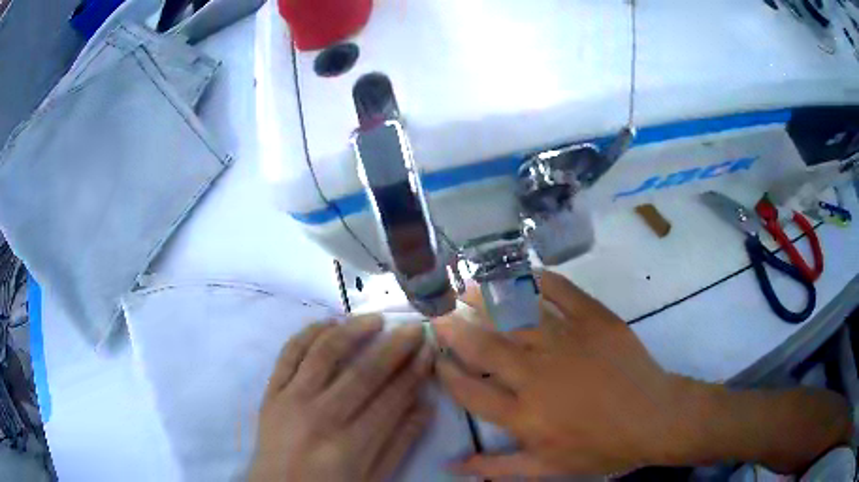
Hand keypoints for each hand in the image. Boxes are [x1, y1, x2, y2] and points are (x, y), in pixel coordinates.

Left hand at [249, 317, 433, 481]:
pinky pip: (289, 354)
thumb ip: (399, 443)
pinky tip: (328, 322)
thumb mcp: (372, 477)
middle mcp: (319, 417)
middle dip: (393, 347)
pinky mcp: (270, 392)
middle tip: (412, 328)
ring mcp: (290, 400)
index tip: (428, 350)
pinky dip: (308, 333)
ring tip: (375, 319)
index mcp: (349, 445)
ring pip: (324, 353)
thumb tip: (425, 405)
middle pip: (362, 373)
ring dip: (352, 331)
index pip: (390, 398)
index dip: (413, 372)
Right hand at [433, 271, 693, 477]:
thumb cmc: (600, 447)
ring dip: (485, 299)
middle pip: (483, 346)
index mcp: (523, 414)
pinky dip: (538, 280)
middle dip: (453, 328)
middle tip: (436, 313)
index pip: (469, 389)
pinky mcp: (594, 320)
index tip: (437, 361)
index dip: (446, 373)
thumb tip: (452, 467)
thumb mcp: (546, 469)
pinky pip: (560, 291)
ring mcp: (567, 342)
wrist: (653, 418)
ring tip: (466, 289)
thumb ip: (496, 469)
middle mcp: (537, 375)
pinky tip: (522, 274)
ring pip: (514, 314)